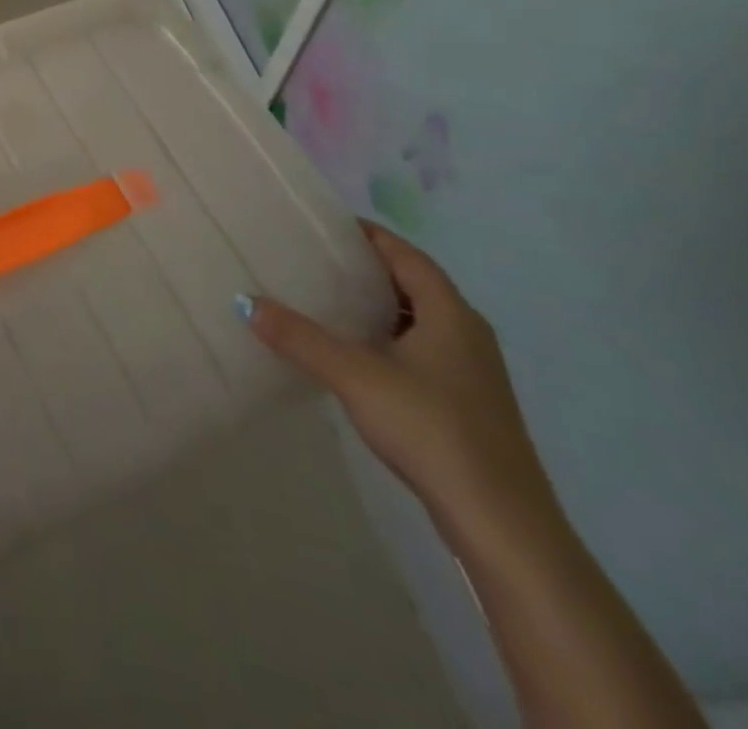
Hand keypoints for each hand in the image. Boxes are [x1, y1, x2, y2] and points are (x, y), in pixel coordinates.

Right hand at [247, 221, 556, 544]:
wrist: (501, 523)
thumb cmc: (432, 429)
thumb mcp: (356, 377)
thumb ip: (301, 338)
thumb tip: (246, 302)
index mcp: (451, 313)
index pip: (406, 255)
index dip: (368, 235)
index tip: (324, 225)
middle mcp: (467, 332)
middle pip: (413, 283)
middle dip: (366, 268)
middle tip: (314, 259)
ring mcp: (471, 370)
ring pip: (417, 319)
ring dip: (376, 305)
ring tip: (325, 299)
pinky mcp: (466, 401)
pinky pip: (421, 348)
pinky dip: (386, 337)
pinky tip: (354, 353)